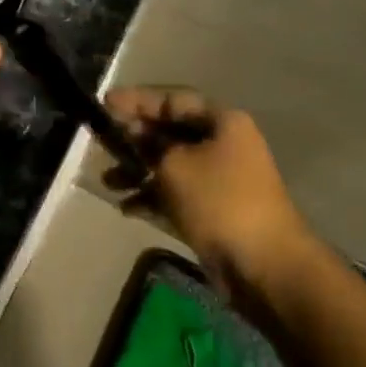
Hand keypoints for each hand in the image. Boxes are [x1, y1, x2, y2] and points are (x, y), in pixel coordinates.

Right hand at [103, 87, 310, 300]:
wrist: (264, 267)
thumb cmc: (219, 202)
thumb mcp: (175, 165)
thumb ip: (148, 144)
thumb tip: (134, 131)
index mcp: (222, 122)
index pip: (172, 100)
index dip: (137, 100)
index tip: (104, 103)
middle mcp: (223, 144)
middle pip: (171, 132)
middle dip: (134, 138)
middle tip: (101, 141)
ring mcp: (220, 179)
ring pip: (171, 165)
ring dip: (138, 171)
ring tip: (108, 182)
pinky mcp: (214, 210)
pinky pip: (177, 194)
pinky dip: (152, 197)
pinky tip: (126, 207)